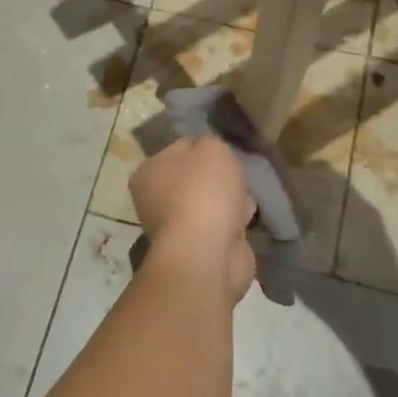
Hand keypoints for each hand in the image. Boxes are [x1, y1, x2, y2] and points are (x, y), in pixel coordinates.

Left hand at [130, 137, 257, 304]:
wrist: (207, 254)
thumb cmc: (202, 192)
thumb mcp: (211, 148)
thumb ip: (210, 142)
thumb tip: (209, 152)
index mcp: (148, 172)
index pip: (179, 148)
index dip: (204, 146)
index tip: (225, 150)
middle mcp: (155, 200)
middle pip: (195, 178)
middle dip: (219, 177)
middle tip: (239, 174)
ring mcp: (177, 228)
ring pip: (210, 203)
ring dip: (230, 200)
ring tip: (247, 197)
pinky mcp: (199, 249)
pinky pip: (221, 226)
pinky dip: (235, 224)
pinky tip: (249, 218)